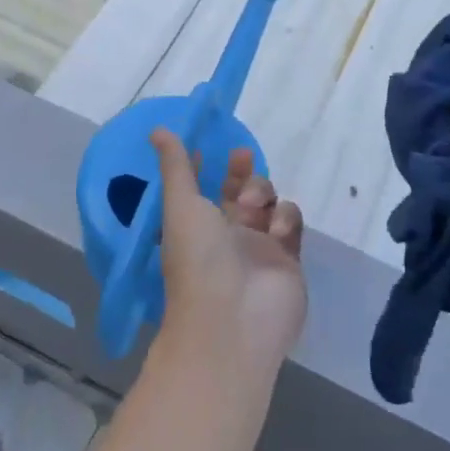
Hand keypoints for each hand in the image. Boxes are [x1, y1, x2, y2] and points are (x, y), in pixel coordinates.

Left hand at [151, 130, 306, 373]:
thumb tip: (157, 129)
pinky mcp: (289, 259)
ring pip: (270, 203)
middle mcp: (228, 235)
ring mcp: (261, 248)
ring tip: (253, 208)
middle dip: (243, 173)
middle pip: (242, 192)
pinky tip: (276, 229)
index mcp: (198, 225)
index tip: (214, 145)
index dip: (210, 167)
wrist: (232, 322)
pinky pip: (291, 225)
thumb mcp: (181, 205)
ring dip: (262, 193)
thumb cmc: (197, 259)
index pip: (205, 189)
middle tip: (241, 157)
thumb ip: (176, 166)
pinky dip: (285, 219)